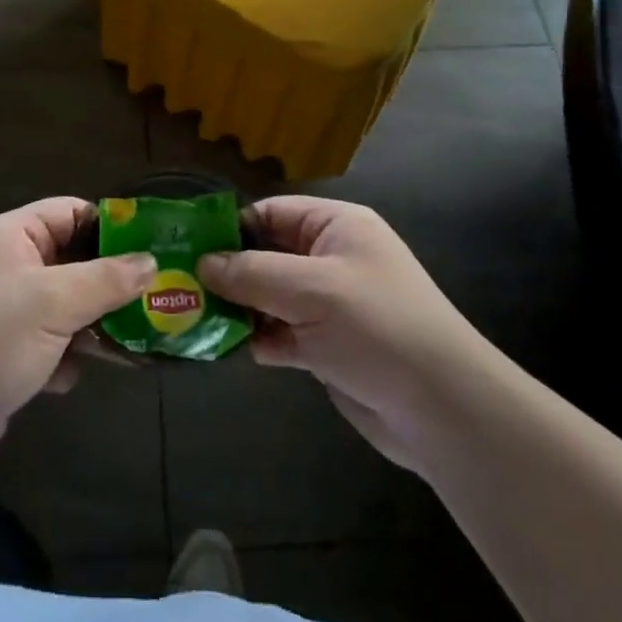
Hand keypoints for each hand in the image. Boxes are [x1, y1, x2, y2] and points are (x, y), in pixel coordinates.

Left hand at [0, 198, 157, 486]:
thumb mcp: (52, 302)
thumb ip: (106, 280)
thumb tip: (151, 262)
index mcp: (12, 236)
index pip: (71, 213)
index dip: (112, 227)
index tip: (155, 248)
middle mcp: (8, 267)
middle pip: (75, 261)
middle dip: (113, 283)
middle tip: (159, 300)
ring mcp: (6, 313)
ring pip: (67, 307)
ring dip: (96, 325)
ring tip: (136, 344)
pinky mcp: (5, 355)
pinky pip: (51, 344)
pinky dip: (67, 358)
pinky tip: (72, 379)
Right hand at [199, 196, 475, 471]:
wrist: (441, 409)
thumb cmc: (377, 327)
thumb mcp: (311, 290)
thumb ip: (252, 273)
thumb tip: (202, 264)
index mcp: (336, 226)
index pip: (272, 213)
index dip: (232, 228)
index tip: (187, 249)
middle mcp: (331, 259)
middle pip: (267, 254)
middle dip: (228, 271)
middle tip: (180, 287)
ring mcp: (328, 304)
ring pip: (269, 296)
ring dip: (238, 308)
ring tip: (194, 318)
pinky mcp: (326, 346)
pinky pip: (280, 332)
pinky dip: (258, 338)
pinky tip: (229, 348)